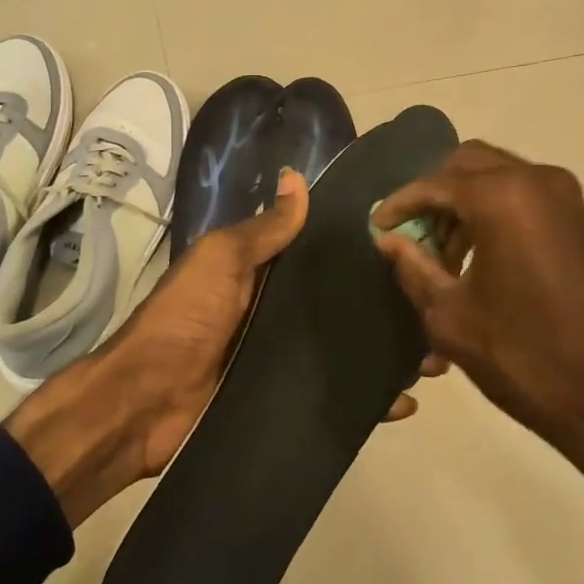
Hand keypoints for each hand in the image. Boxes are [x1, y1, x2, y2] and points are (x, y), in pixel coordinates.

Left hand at [9, 168, 429, 525]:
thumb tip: (297, 178)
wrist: (143, 403)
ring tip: (437, 358)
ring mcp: (285, 362)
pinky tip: (407, 404)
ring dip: (390, 355)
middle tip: (440, 307)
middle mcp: (280, 315)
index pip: (323, 256)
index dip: (364, 251)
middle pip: (344, 306)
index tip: (417, 245)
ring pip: (348, 352)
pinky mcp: (287, 402)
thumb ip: (263, 230)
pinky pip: (336, 398)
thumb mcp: (220, 261)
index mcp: (264, 275)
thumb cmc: (184, 320)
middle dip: (389, 307)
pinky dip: (370, 402)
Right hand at [372, 142, 583, 498]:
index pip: (434, 183)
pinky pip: (521, 197)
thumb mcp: (449, 316)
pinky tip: (474, 259)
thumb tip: (388, 240)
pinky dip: (491, 214)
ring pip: (496, 178)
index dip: (399, 204)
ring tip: (439, 257)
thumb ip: (412, 267)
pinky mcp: (578, 219)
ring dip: (462, 206)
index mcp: (503, 198)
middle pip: (467, 165)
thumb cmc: (522, 356)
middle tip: (409, 236)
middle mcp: (537, 181)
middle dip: (432, 195)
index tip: (375, 227)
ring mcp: (565, 197)